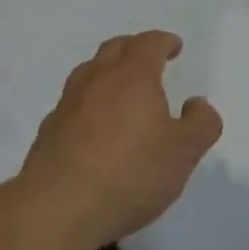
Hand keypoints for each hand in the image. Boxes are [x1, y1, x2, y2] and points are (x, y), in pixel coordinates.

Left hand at [21, 30, 222, 246]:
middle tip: (148, 60)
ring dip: (106, 72)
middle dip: (134, 48)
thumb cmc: (129, 173)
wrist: (57, 207)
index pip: (149, 43)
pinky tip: (92, 127)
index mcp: (133, 75)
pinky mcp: (48, 131)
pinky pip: (72, 103)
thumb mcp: (183, 153)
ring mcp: (68, 103)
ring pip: (89, 72)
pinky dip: (87, 104)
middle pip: (115, 48)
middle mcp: (98, 78)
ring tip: (119, 90)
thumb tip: (197, 104)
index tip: (174, 47)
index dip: (164, 42)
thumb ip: (200, 124)